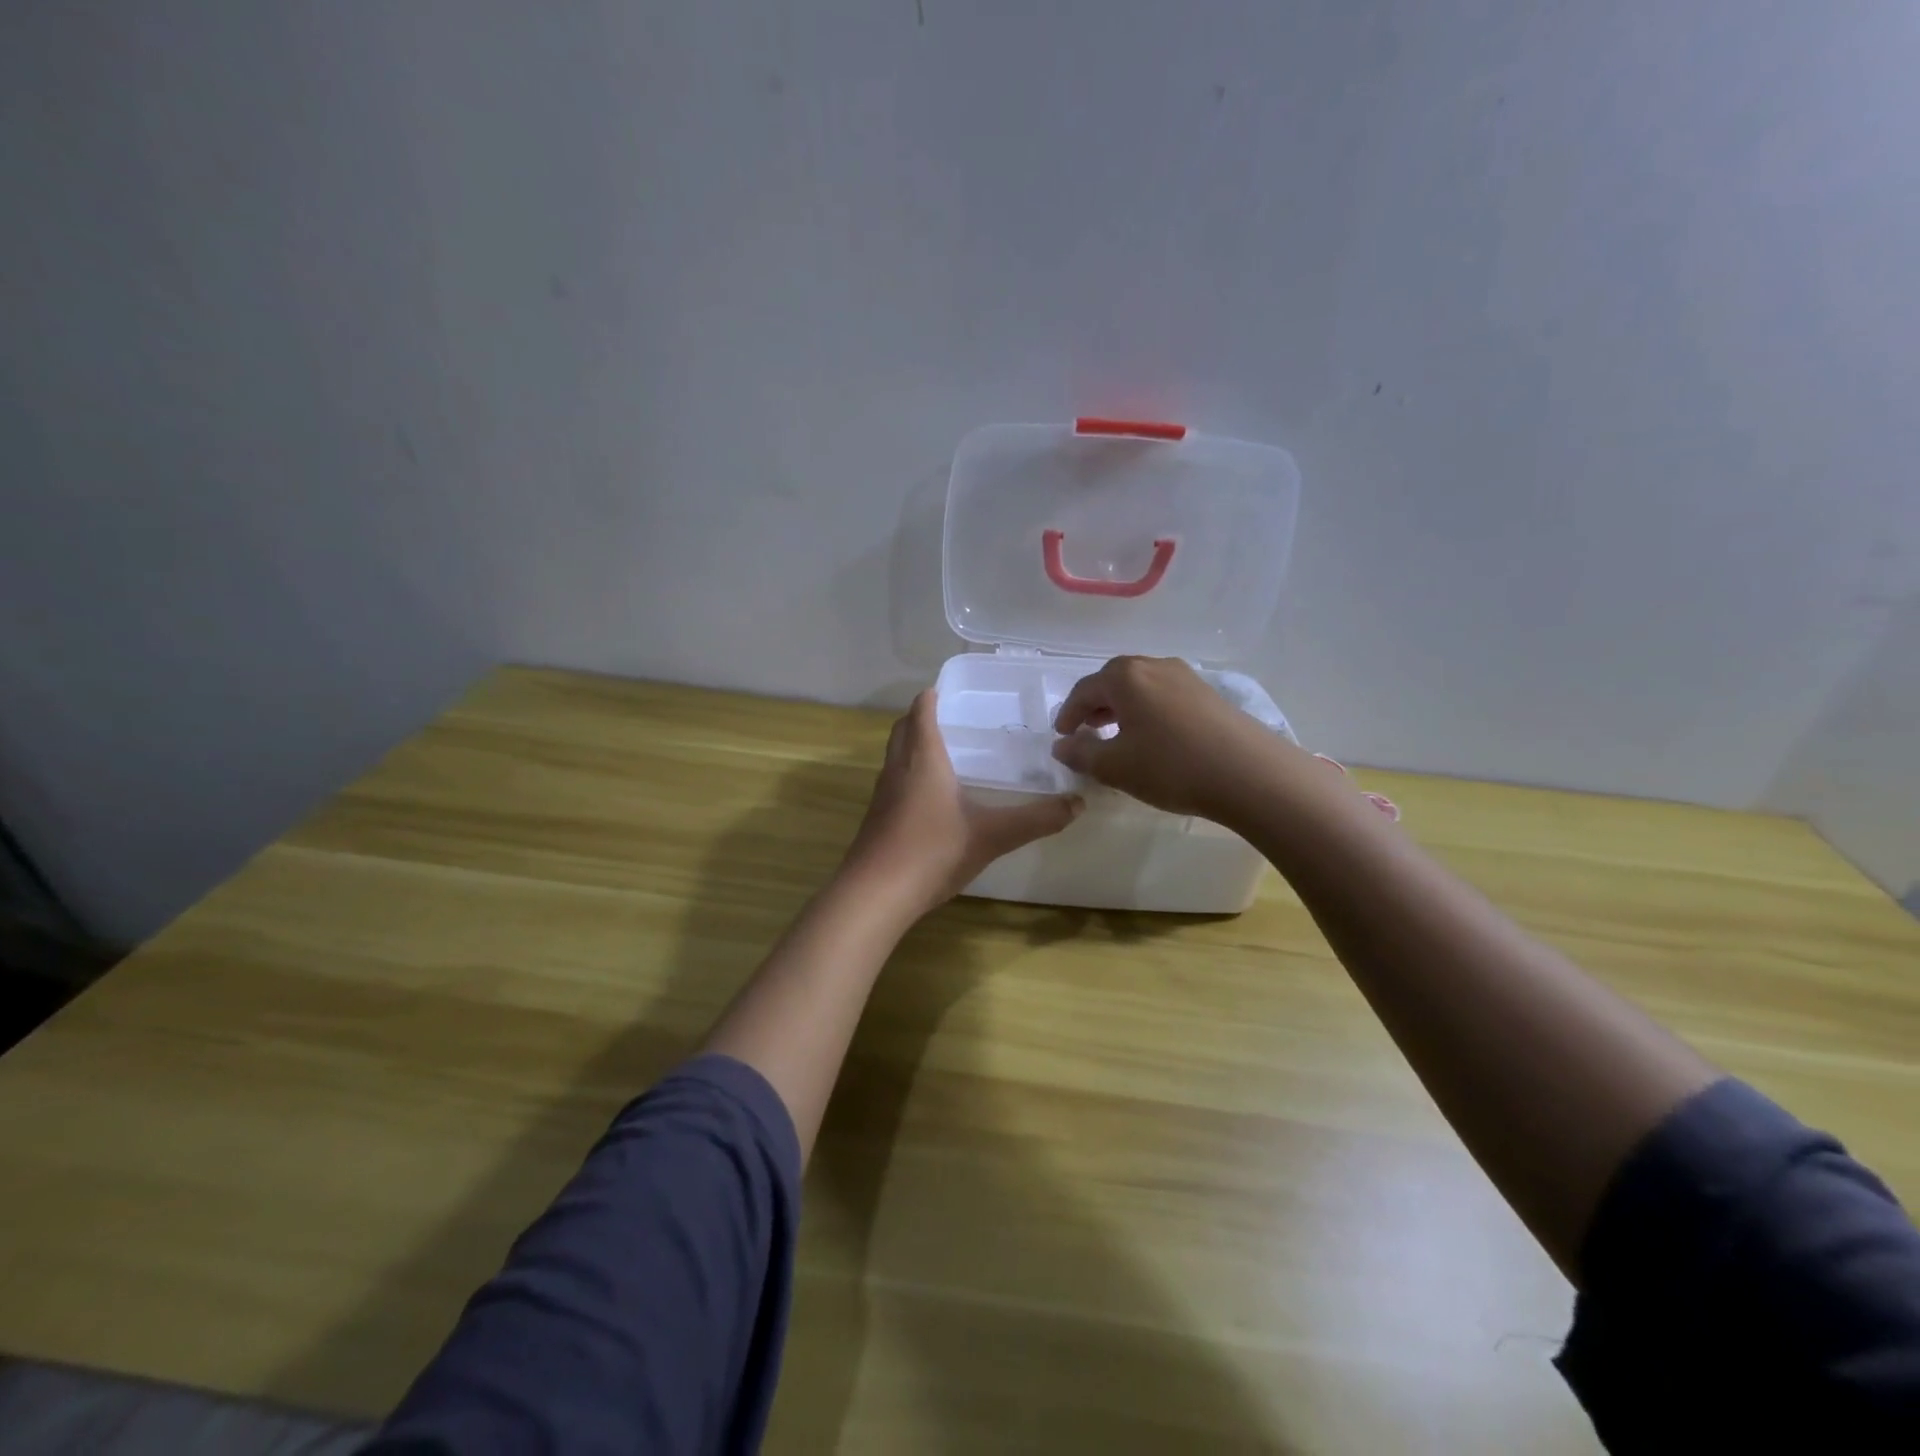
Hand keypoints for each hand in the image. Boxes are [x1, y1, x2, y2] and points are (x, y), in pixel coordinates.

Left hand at [842, 690, 1083, 918]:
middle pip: (902, 728)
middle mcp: (898, 768)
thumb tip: (1077, 803)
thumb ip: (1036, 819)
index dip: (933, 697)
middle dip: (921, 718)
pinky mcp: (876, 819)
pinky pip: (893, 782)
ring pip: (895, 756)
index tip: (950, 690)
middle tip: (951, 719)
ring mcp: (882, 794)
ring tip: (943, 754)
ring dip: (912, 746)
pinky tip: (929, 799)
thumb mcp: (992, 835)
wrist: (875, 894)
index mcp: (923, 759)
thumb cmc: (933, 851)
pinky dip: (908, 775)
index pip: (922, 711)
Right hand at [1050, 655, 1286, 821]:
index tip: (1062, 736)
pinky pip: (1164, 695)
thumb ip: (1081, 753)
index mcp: (1125, 677)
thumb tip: (1062, 745)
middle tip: (1087, 730)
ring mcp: (1185, 676)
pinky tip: (1154, 737)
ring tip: (1118, 734)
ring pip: (1141, 686)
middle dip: (1095, 705)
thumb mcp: (1115, 767)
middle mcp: (1154, 666)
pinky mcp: (1208, 693)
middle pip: (1113, 680)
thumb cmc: (1171, 766)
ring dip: (1123, 707)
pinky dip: (1148, 710)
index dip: (1068, 714)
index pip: (1084, 690)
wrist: (1249, 774)